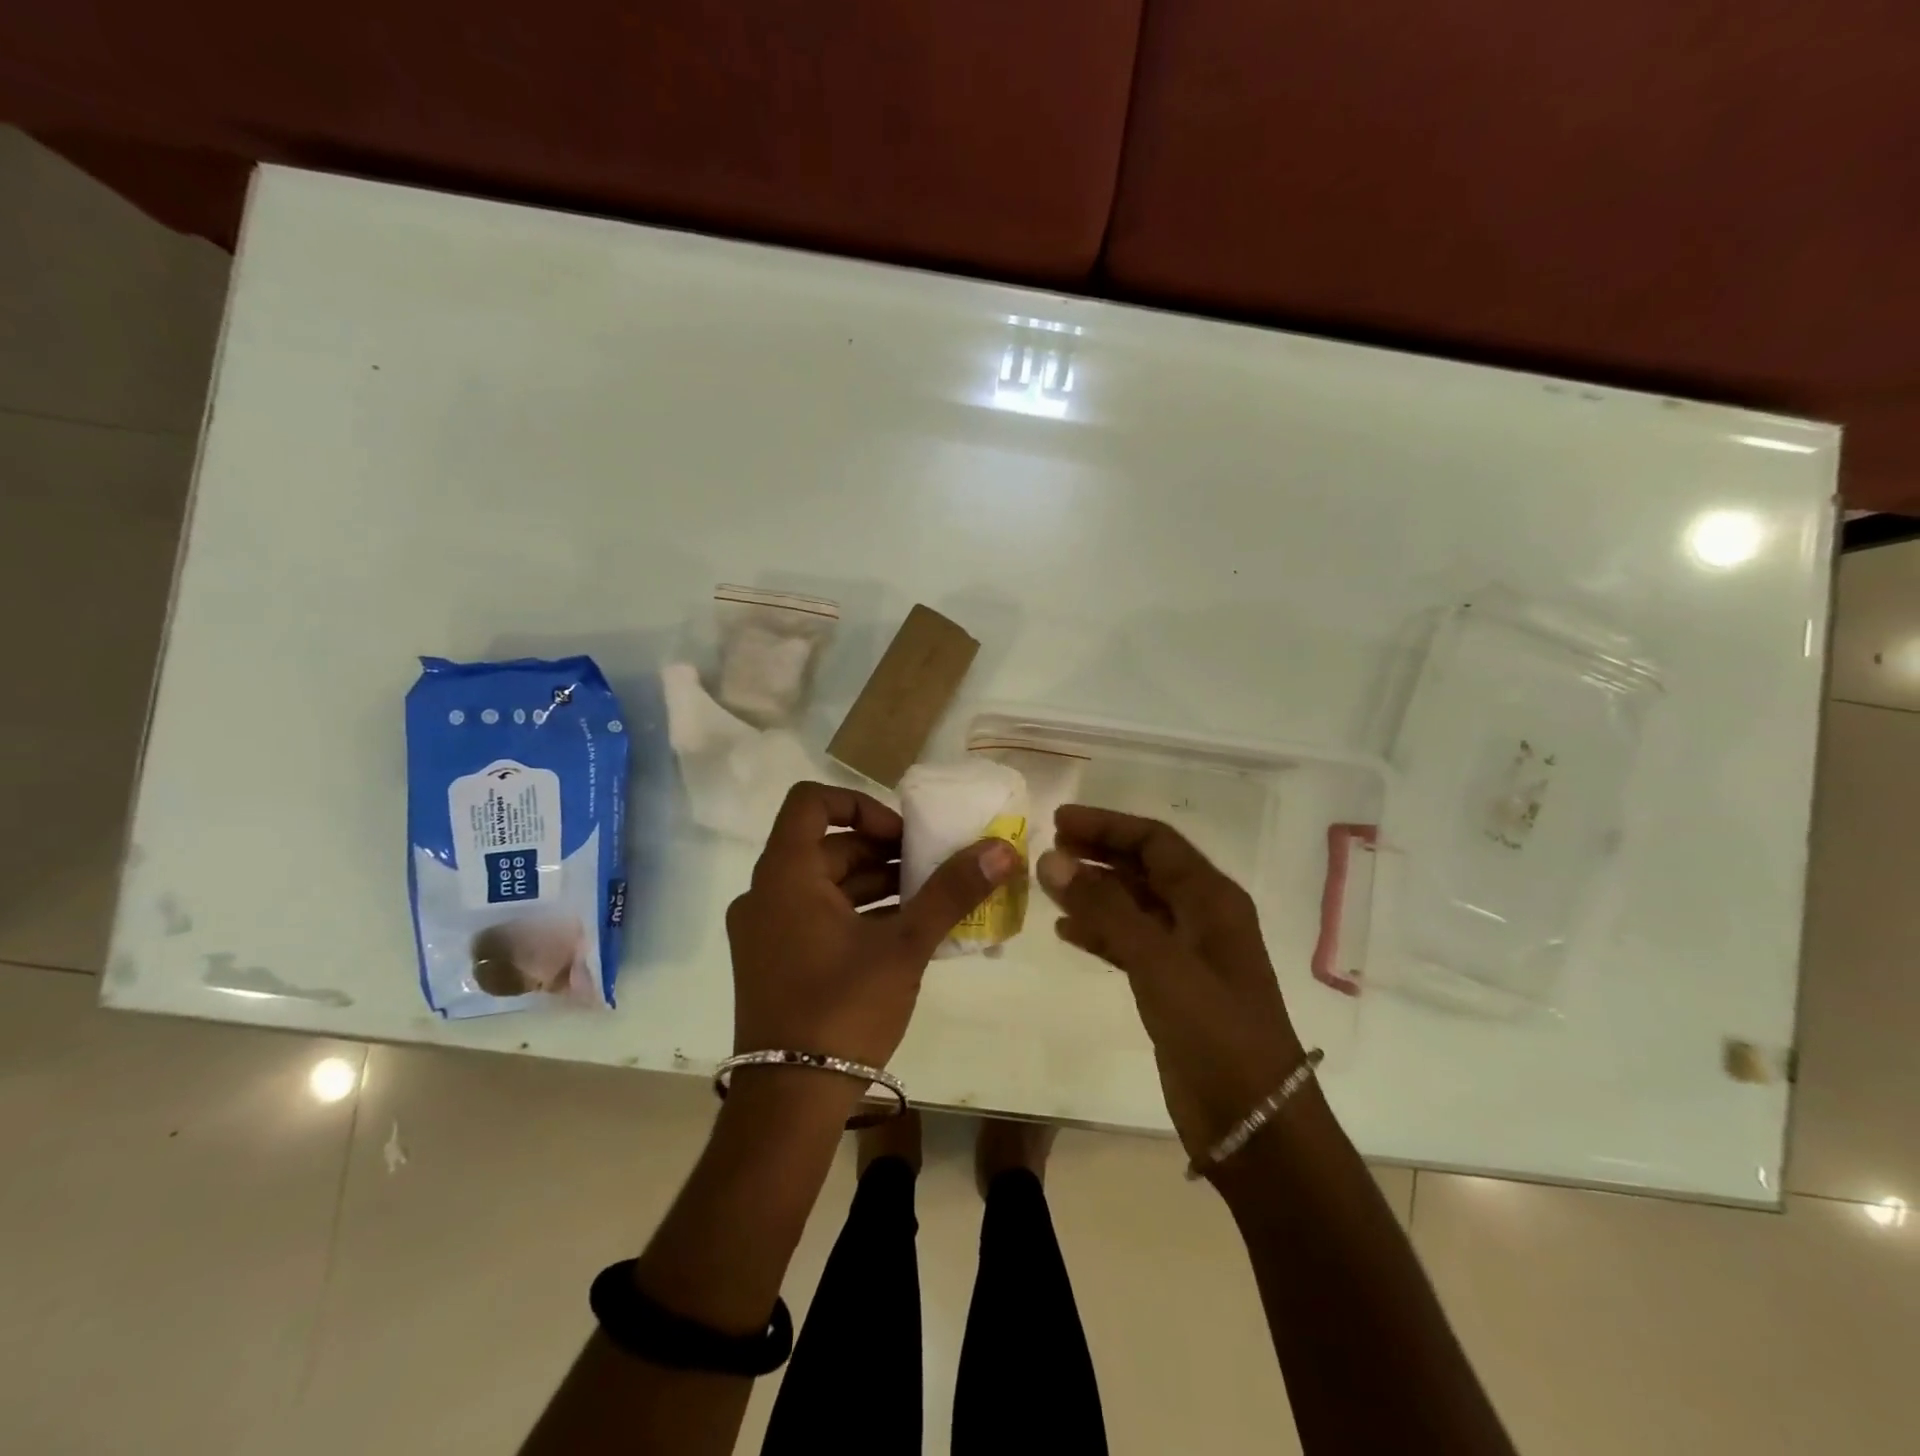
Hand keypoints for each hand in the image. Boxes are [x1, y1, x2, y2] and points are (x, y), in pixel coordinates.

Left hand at [726, 782, 1020, 1074]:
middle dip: (882, 851)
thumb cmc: (843, 1009)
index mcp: (785, 875)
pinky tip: (904, 933)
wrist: (789, 1103)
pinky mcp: (774, 961)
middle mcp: (766, 893)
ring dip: (875, 884)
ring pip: (824, 884)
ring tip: (928, 899)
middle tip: (930, 867)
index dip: (861, 805)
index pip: (812, 802)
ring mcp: (765, 930)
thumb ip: (952, 892)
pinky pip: (817, 916)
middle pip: (826, 846)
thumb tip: (1002, 849)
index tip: (901, 834)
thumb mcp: (904, 946)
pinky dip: (857, 914)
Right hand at [1036, 806, 1306, 1160]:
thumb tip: (1051, 860)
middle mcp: (1201, 917)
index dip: (1107, 826)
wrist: (1253, 1120)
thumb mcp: (1159, 961)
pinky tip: (1066, 933)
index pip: (1154, 841)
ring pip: (1133, 905)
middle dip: (1098, 854)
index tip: (1059, 822)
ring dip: (1094, 892)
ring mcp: (1187, 953)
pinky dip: (1099, 932)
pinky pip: (1129, 943)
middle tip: (1049, 850)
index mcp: (1211, 898)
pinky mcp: (1171, 987)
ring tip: (1049, 885)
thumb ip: (1104, 908)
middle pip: (1144, 868)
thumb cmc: (1215, 1030)